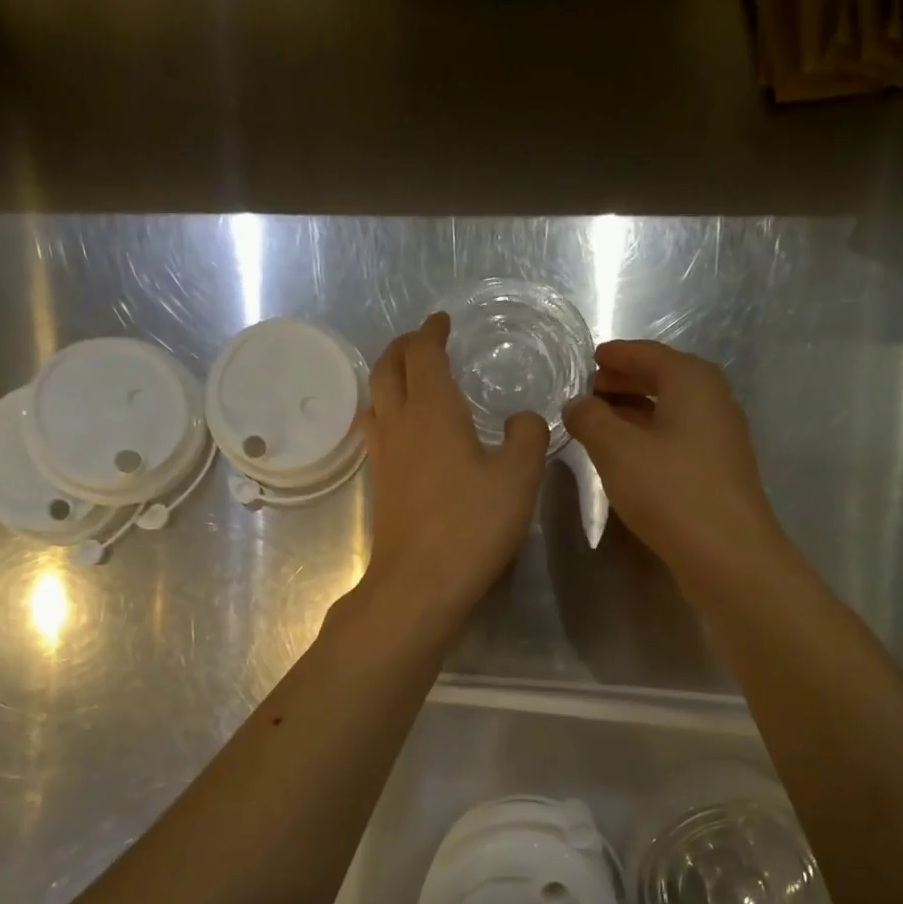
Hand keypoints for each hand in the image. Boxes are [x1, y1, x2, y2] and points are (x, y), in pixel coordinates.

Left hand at [356, 312, 547, 622]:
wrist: (420, 581)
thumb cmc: (472, 524)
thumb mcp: (519, 477)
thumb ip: (527, 436)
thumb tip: (523, 418)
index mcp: (433, 409)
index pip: (423, 354)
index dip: (431, 332)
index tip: (441, 321)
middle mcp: (399, 423)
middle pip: (388, 368)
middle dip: (403, 347)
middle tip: (422, 341)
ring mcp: (383, 454)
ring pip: (375, 398)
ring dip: (389, 377)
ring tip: (409, 377)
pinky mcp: (380, 483)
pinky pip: (376, 429)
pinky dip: (387, 410)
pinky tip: (405, 428)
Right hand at [564, 339, 787, 595]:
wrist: (727, 554)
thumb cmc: (670, 491)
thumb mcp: (617, 451)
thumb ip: (591, 420)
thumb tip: (577, 404)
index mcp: (692, 382)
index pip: (650, 354)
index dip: (618, 355)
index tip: (592, 358)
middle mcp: (713, 401)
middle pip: (665, 379)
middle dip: (626, 381)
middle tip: (590, 390)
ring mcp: (720, 437)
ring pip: (671, 411)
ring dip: (636, 411)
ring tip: (600, 422)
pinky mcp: (718, 470)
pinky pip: (678, 437)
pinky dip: (650, 435)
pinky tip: (627, 455)